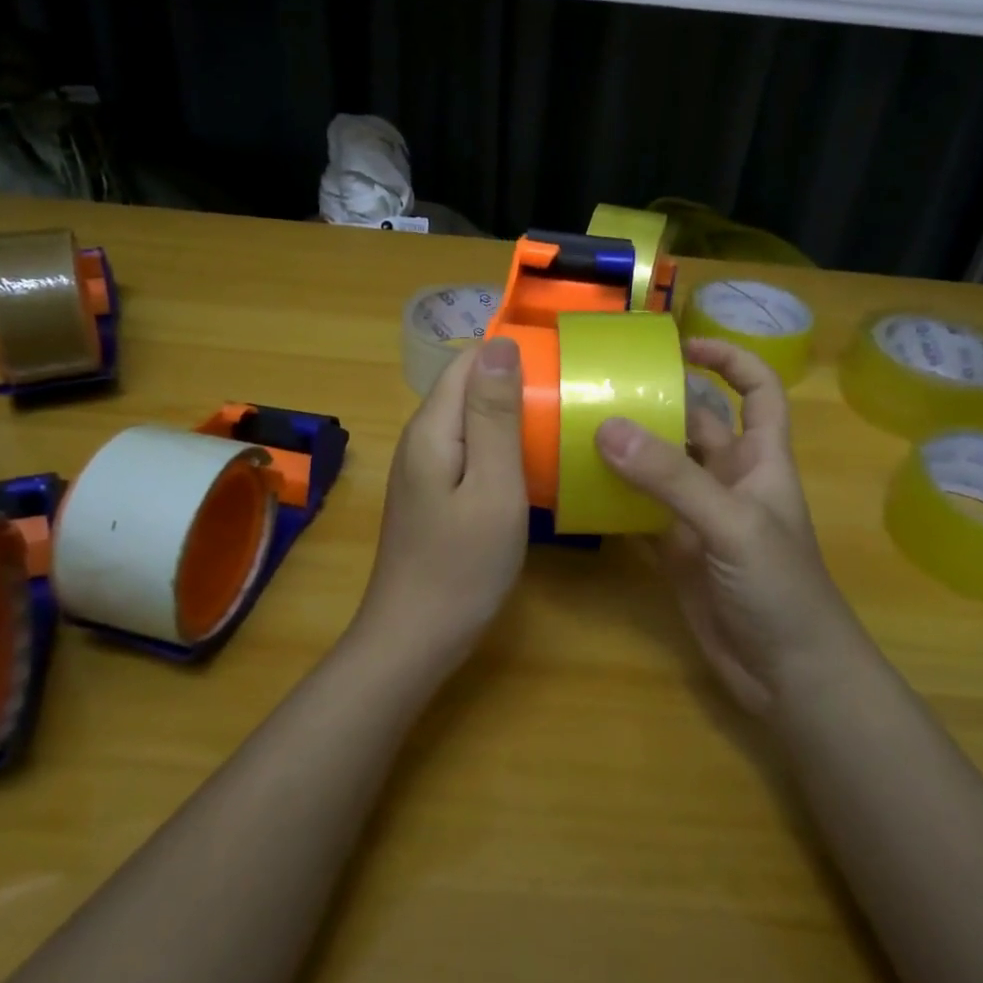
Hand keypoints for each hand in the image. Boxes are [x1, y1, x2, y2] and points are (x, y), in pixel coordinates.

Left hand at [357, 337, 527, 669]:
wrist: (414, 639)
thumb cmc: (462, 566)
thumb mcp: (492, 486)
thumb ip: (495, 415)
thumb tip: (500, 343)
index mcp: (432, 428)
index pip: (467, 361)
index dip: (509, 354)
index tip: (558, 365)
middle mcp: (420, 439)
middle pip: (466, 387)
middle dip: (513, 383)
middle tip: (567, 398)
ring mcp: (423, 468)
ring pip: (469, 419)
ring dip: (509, 415)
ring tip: (557, 424)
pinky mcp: (432, 493)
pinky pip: (468, 449)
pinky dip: (499, 446)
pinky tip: (528, 464)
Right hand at [595, 338, 862, 714]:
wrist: (788, 675)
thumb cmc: (780, 588)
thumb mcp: (731, 524)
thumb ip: (672, 478)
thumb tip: (607, 428)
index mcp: (761, 460)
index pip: (759, 391)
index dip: (731, 360)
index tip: (683, 345)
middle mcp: (730, 480)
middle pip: (696, 424)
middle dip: (659, 402)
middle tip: (602, 385)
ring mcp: (700, 517)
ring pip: (662, 468)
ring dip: (629, 449)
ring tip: (579, 424)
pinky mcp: (676, 552)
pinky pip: (640, 512)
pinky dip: (614, 499)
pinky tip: (579, 486)